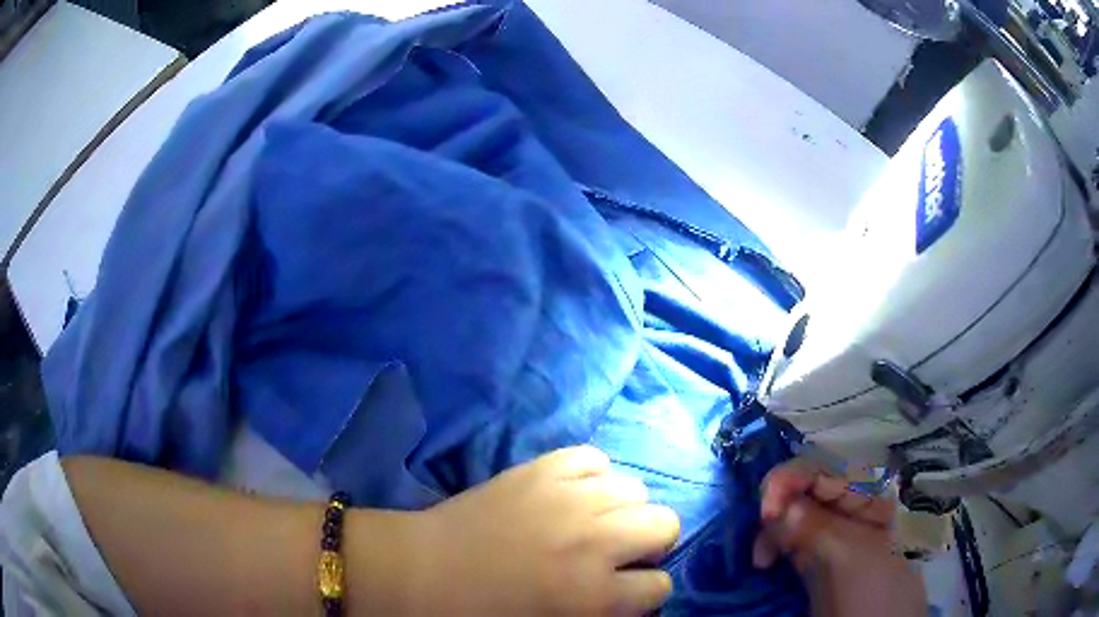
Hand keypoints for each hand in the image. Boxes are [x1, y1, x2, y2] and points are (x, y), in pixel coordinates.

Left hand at [412, 446, 679, 615]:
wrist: (423, 572)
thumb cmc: (482, 614)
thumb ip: (603, 614)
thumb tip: (630, 596)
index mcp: (594, 595)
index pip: (660, 586)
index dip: (645, 590)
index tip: (625, 590)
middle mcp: (594, 541)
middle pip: (666, 522)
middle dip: (649, 541)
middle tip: (616, 552)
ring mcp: (568, 497)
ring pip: (634, 487)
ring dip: (620, 507)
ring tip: (591, 520)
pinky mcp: (540, 468)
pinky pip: (592, 457)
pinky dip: (590, 475)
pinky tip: (571, 492)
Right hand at [752, 460, 926, 616]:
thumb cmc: (875, 590)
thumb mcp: (849, 557)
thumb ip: (815, 527)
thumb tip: (776, 506)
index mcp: (866, 497)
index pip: (824, 470)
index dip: (792, 479)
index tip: (766, 508)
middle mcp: (847, 511)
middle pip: (804, 490)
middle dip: (777, 504)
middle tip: (760, 535)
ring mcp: (830, 537)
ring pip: (792, 516)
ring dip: (770, 529)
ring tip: (761, 559)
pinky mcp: (814, 562)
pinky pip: (787, 542)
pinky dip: (770, 546)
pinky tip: (763, 562)